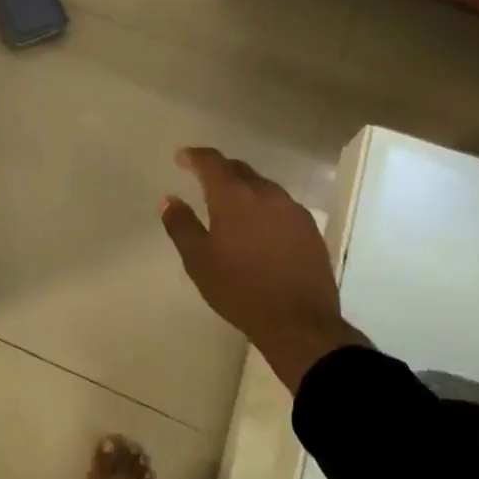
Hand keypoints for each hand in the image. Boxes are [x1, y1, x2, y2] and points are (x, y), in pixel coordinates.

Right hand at [160, 147, 367, 392]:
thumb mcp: (198, 261)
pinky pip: (280, 205)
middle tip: (203, 183)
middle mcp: (265, 192)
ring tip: (231, 209)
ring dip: (244, 189)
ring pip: (262, 186)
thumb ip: (181, 225)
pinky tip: (259, 229)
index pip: (212, 161)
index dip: (194, 156)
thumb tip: (169, 200)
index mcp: (234, 196)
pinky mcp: (309, 227)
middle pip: (239, 169)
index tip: (182, 159)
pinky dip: (264, 208)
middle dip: (219, 171)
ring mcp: (292, 208)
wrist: (299, 322)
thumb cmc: (240, 290)